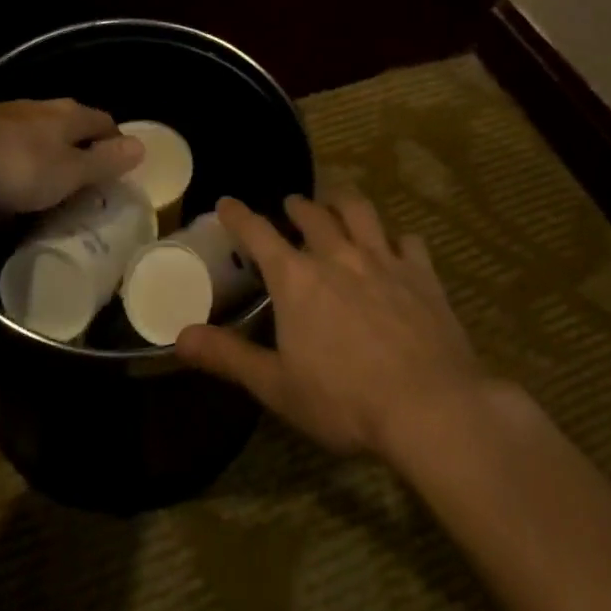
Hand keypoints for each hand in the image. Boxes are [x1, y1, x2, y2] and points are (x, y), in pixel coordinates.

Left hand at [0, 99, 142, 213]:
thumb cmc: (18, 163)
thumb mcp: (70, 171)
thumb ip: (104, 162)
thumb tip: (142, 146)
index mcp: (72, 116)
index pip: (107, 124)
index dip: (116, 147)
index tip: (118, 176)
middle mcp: (46, 111)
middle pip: (74, 133)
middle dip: (80, 159)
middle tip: (85, 192)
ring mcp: (13, 121)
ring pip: (41, 145)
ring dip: (47, 168)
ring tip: (49, 200)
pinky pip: (12, 157)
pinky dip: (17, 175)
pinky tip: (9, 200)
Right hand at [177, 192, 487, 460]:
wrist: (430, 408)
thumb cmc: (344, 400)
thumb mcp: (276, 386)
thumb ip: (228, 356)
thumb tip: (181, 336)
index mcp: (296, 278)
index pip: (258, 233)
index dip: (238, 215)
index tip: (226, 202)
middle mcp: (337, 255)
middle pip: (312, 214)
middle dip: (297, 205)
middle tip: (290, 205)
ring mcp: (383, 259)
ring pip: (359, 212)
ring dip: (343, 202)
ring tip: (337, 202)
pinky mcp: (422, 274)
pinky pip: (407, 241)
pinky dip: (396, 238)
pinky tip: (396, 246)